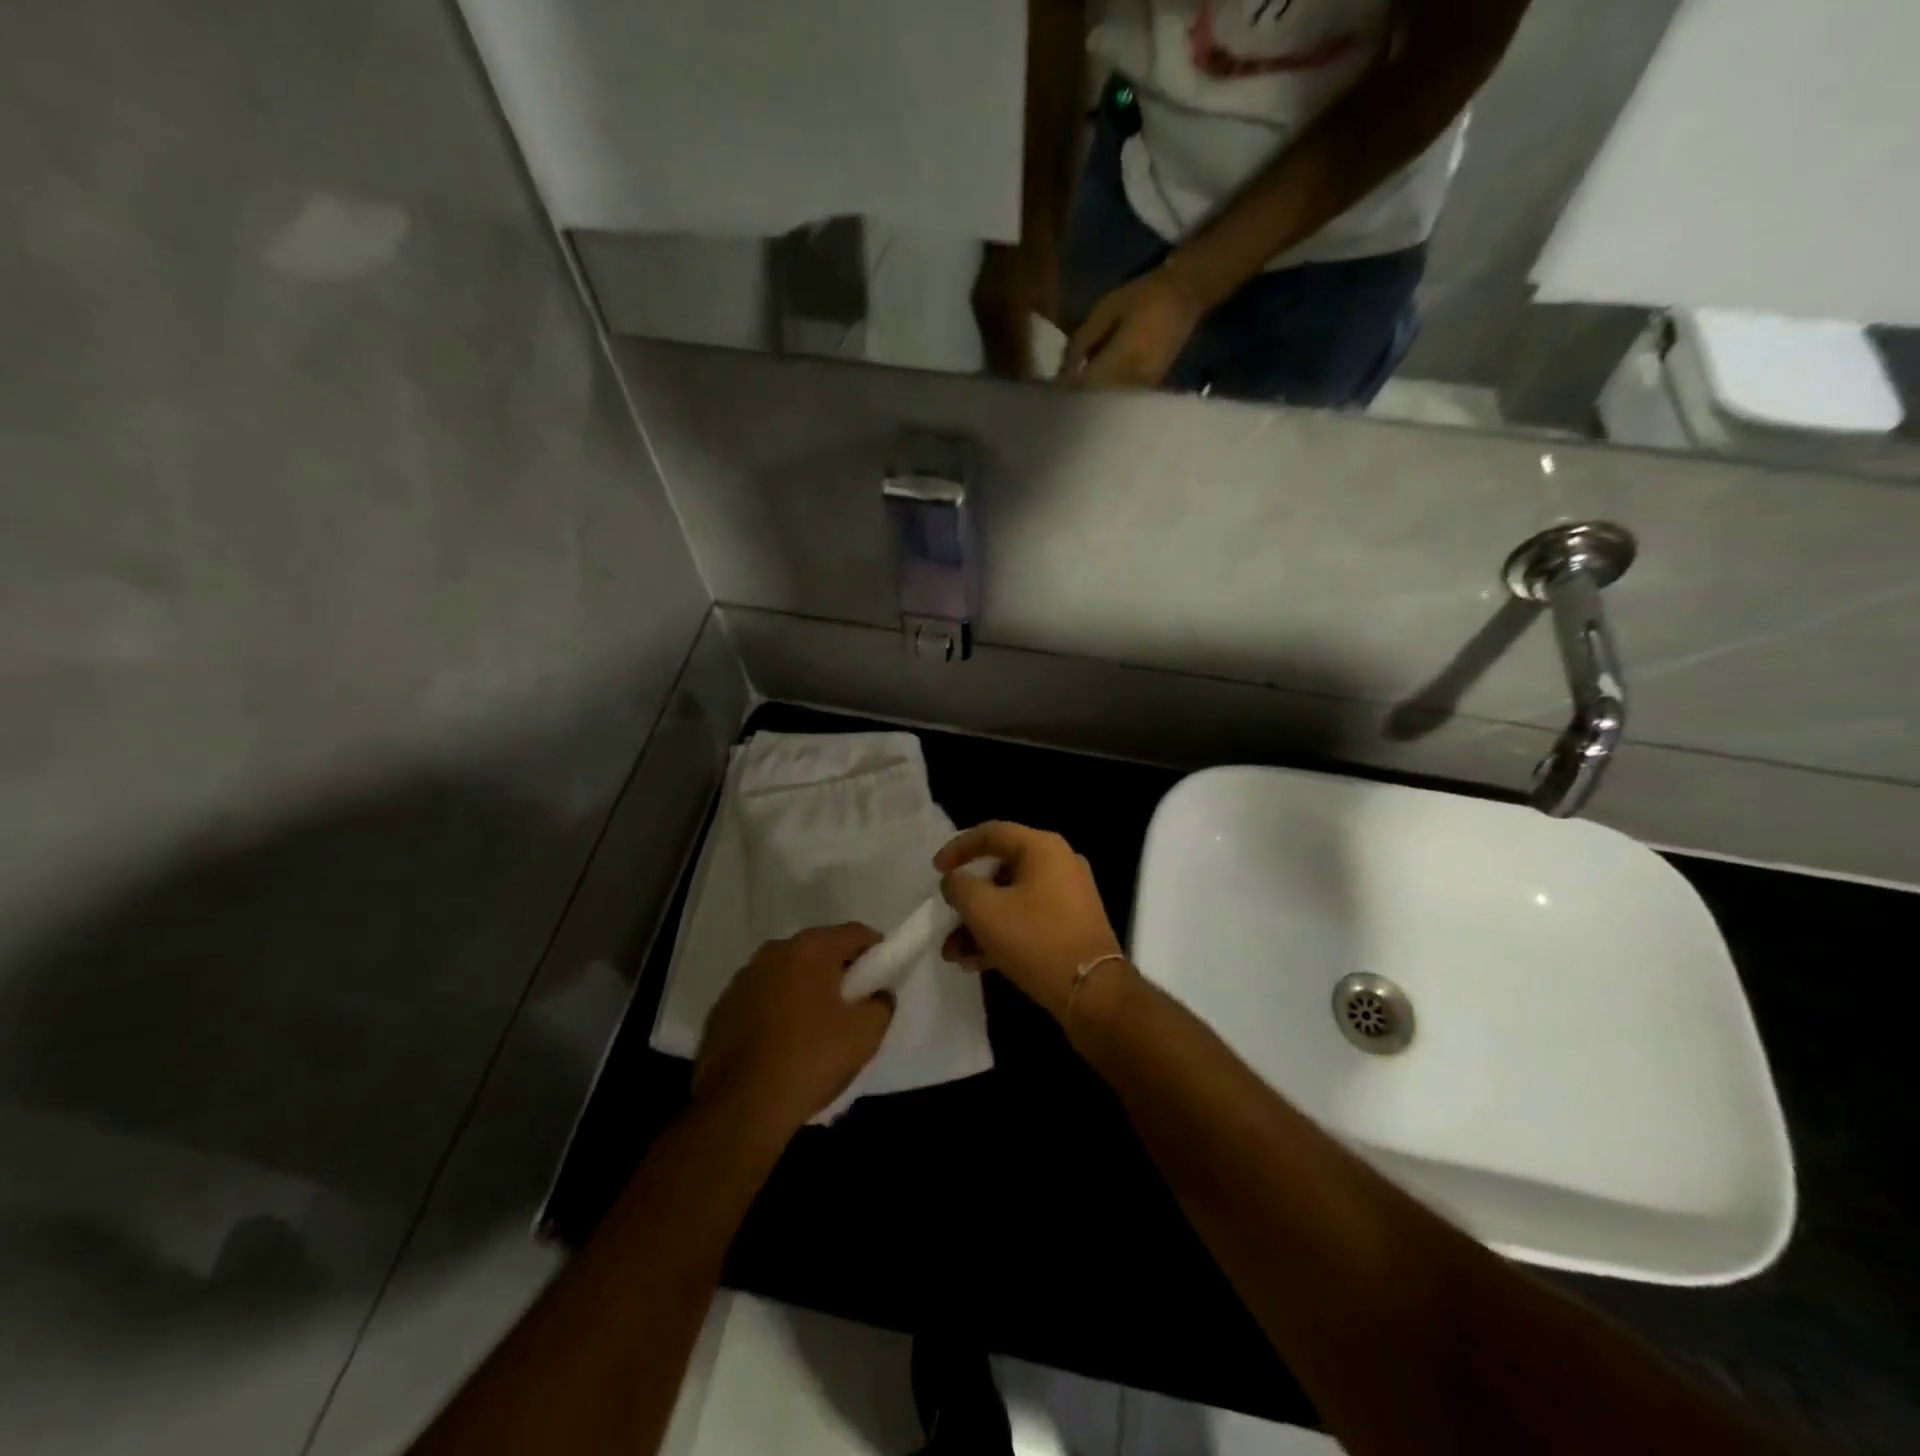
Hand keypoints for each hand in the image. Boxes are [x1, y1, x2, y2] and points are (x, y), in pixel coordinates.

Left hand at [694, 924, 892, 1136]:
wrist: (740, 1108)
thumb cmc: (810, 1059)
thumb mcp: (865, 1033)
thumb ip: (881, 1003)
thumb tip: (877, 994)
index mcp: (809, 948)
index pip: (855, 934)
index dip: (876, 951)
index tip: (884, 978)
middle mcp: (772, 952)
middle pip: (819, 952)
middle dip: (838, 972)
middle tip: (853, 1005)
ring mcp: (741, 980)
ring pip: (787, 975)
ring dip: (805, 991)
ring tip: (816, 1029)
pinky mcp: (720, 1010)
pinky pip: (761, 1000)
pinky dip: (776, 1012)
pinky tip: (782, 1046)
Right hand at [934, 822, 1125, 1021]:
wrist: (1093, 992)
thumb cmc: (1036, 940)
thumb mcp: (984, 910)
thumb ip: (960, 887)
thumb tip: (955, 880)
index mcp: (1042, 848)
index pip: (991, 833)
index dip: (958, 848)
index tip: (935, 870)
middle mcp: (1059, 863)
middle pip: (1000, 870)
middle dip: (967, 899)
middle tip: (946, 917)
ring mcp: (1069, 895)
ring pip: (1012, 900)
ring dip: (980, 923)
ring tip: (954, 954)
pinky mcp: (1071, 924)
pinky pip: (1028, 919)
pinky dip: (1002, 934)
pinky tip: (976, 962)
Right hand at [972, 242, 1059, 380]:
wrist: (1013, 222)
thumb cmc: (1038, 253)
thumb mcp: (1050, 291)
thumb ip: (1049, 326)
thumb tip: (1055, 354)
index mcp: (1010, 312)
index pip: (1016, 358)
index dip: (1026, 374)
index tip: (1037, 383)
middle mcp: (990, 315)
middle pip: (999, 360)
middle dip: (1013, 373)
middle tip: (1027, 381)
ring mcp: (980, 311)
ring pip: (989, 351)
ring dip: (1002, 363)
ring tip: (1017, 370)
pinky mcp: (976, 305)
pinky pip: (985, 337)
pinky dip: (996, 348)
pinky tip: (1007, 350)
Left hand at [1060, 263, 1206, 390]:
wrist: (1187, 293)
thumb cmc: (1144, 296)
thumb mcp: (1106, 309)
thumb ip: (1083, 340)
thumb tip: (1066, 367)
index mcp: (1119, 360)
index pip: (1085, 385)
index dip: (1068, 389)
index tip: (1052, 389)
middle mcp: (1132, 379)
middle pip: (1097, 400)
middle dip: (1079, 399)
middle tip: (1062, 396)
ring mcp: (1144, 387)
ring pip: (1111, 403)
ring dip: (1094, 401)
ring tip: (1078, 396)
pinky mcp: (1152, 387)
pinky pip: (1124, 400)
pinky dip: (1109, 398)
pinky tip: (1099, 392)